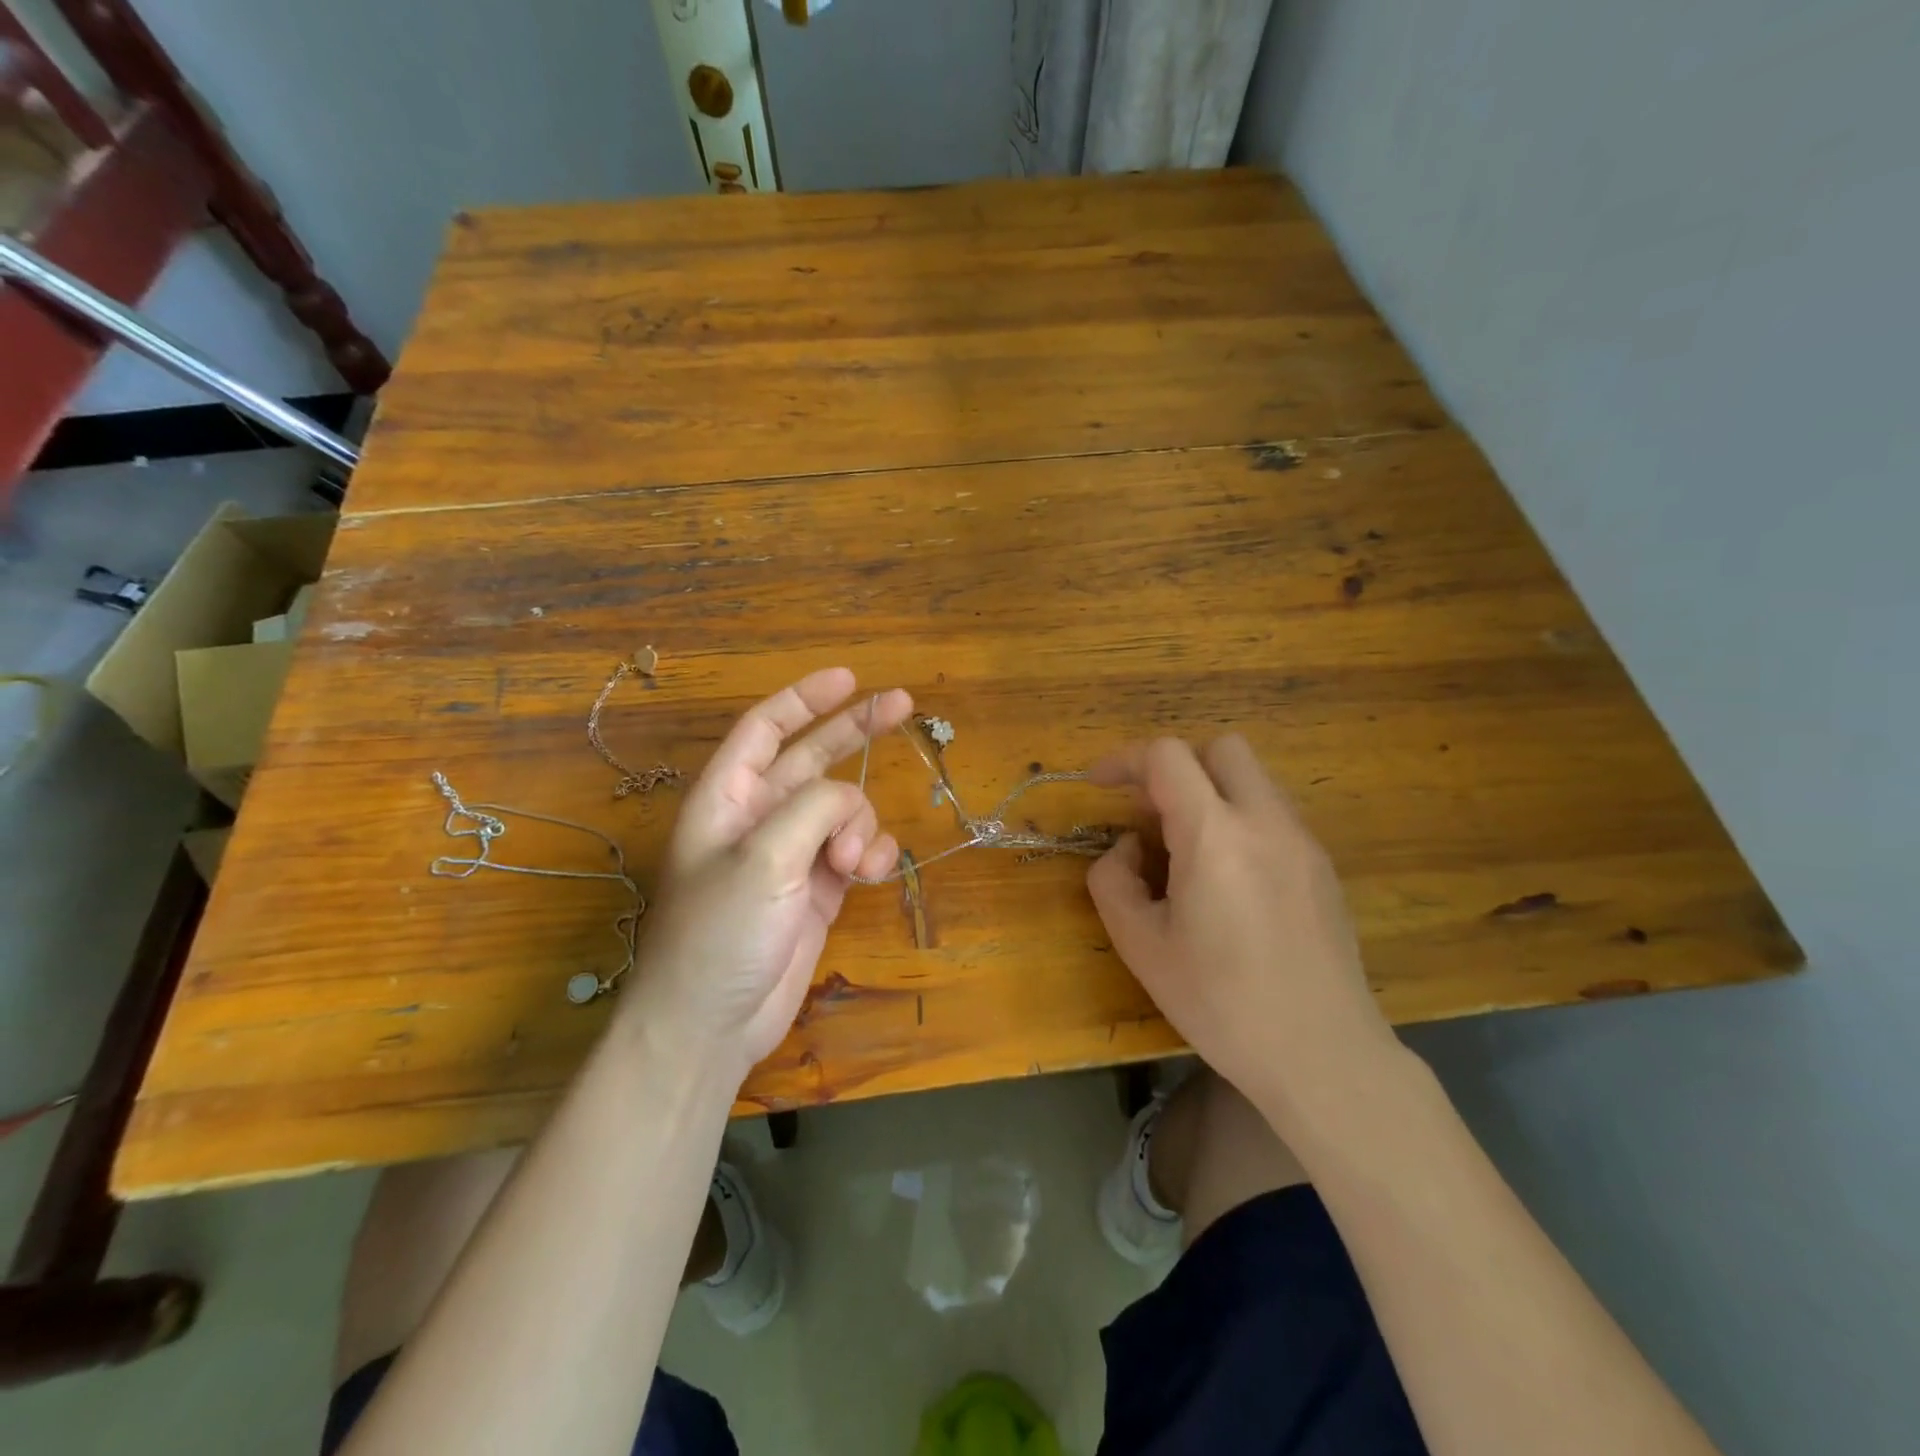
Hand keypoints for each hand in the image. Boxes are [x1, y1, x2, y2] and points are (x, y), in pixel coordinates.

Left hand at [624, 669, 912, 1081]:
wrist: (713, 1026)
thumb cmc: (719, 934)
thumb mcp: (763, 859)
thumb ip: (812, 810)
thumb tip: (848, 801)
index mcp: (727, 797)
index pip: (765, 729)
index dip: (804, 698)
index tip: (849, 678)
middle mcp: (759, 818)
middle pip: (813, 757)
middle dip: (855, 731)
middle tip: (903, 703)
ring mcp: (791, 855)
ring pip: (844, 811)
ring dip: (860, 825)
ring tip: (851, 863)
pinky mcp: (817, 890)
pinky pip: (855, 852)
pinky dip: (870, 855)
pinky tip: (869, 874)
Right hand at [1086, 735, 1400, 1130]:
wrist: (1322, 1055)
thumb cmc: (1221, 1003)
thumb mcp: (1141, 947)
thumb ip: (1113, 882)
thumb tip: (1127, 849)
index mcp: (1214, 835)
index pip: (1167, 756)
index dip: (1124, 760)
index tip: (1100, 785)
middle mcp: (1265, 821)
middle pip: (1221, 748)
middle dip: (1176, 765)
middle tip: (1149, 812)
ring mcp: (1302, 841)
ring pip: (1252, 778)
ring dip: (1210, 792)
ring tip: (1185, 850)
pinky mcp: (1323, 866)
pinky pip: (1273, 814)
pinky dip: (1239, 820)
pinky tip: (1227, 879)